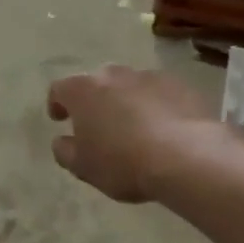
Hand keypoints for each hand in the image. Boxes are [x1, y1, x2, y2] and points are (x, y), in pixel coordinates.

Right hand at [47, 66, 212, 203]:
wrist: (187, 156)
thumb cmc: (124, 162)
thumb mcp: (83, 167)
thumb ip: (65, 151)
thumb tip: (61, 141)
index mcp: (82, 91)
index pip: (59, 89)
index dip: (57, 103)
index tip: (59, 118)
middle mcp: (112, 75)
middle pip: (96, 83)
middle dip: (95, 101)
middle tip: (99, 125)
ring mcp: (147, 76)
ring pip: (129, 86)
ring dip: (126, 101)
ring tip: (135, 128)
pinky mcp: (179, 85)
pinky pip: (159, 92)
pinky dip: (156, 105)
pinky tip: (164, 128)